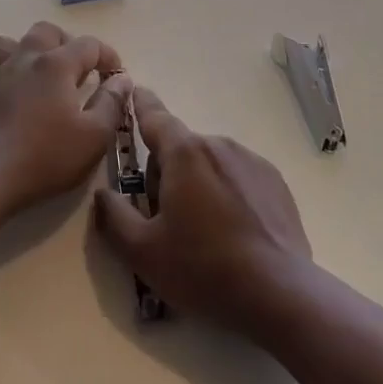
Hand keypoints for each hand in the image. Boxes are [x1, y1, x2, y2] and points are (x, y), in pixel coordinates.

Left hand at [0, 22, 130, 213]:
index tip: (116, 74)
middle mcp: (23, 57)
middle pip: (47, 32)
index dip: (108, 55)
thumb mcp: (94, 137)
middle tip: (78, 71)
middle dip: (67, 44)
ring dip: (27, 50)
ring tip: (37, 73)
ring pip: (9, 42)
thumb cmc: (45, 158)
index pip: (89, 45)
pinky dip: (2, 73)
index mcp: (56, 64)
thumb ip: (112, 103)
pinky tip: (8, 92)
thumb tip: (122, 79)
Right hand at [92, 85, 310, 333]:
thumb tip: (103, 194)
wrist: (279, 294)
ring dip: (198, 184)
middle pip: (180, 150)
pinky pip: (238, 177)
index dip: (141, 105)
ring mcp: (252, 162)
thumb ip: (113, 216)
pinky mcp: (276, 183)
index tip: (136, 89)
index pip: (155, 118)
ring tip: (203, 235)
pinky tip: (233, 234)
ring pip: (210, 164)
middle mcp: (219, 145)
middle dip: (167, 175)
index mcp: (184, 153)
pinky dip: (228, 194)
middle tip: (165, 222)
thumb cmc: (202, 268)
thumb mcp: (142, 251)